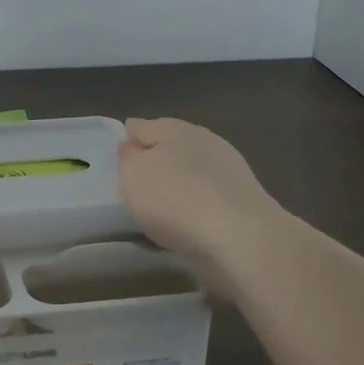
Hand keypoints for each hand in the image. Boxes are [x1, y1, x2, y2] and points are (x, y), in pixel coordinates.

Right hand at [117, 117, 289, 278]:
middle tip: (140, 181)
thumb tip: (132, 146)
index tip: (119, 157)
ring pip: (194, 168)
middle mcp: (203, 140)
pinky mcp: (245, 198)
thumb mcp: (133, 175)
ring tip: (164, 204)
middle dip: (157, 158)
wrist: (242, 238)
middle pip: (171, 145)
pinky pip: (210, 194)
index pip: (141, 126)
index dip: (128, 139)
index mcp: (173, 128)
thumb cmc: (175, 199)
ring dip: (181, 180)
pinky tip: (190, 218)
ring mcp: (229, 168)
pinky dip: (199, 201)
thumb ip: (128, 157)